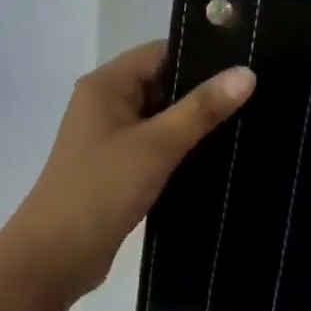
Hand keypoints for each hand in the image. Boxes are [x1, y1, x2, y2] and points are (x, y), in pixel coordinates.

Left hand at [4, 42, 255, 300]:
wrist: (54, 257)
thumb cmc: (101, 190)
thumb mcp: (157, 145)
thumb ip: (201, 108)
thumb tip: (247, 72)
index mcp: (107, 84)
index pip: (161, 52)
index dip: (202, 55)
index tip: (247, 63)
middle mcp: (105, 102)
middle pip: (162, 83)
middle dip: (203, 91)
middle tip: (257, 96)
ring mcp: (109, 136)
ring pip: (161, 117)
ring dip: (194, 123)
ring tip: (248, 123)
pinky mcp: (116, 166)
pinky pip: (155, 145)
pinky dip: (181, 148)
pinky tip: (218, 156)